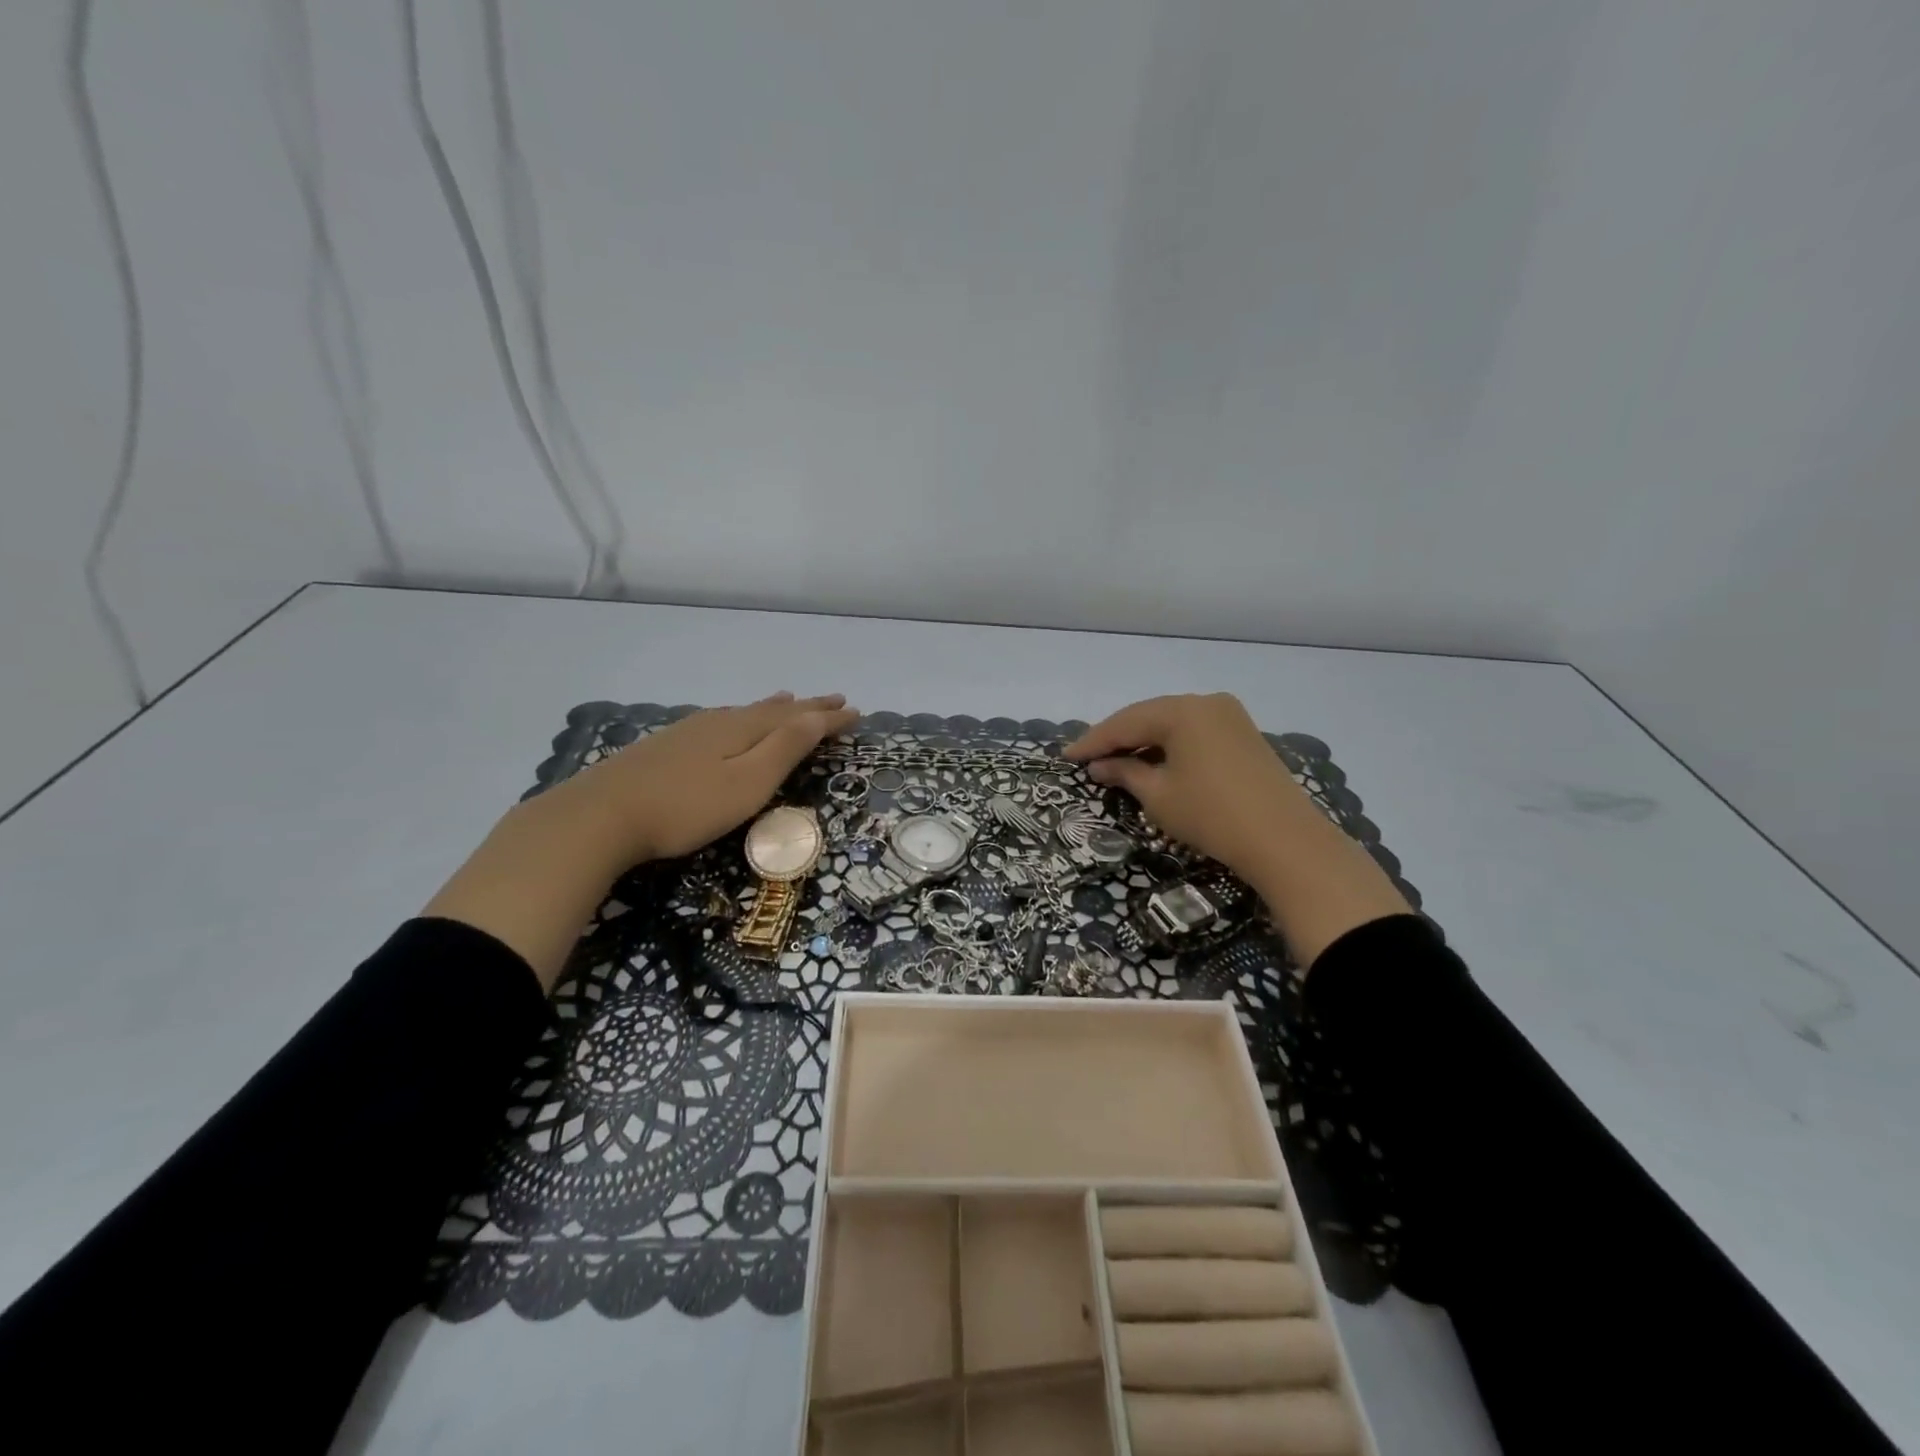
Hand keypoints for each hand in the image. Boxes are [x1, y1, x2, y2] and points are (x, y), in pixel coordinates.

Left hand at [557, 692, 860, 863]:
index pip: (798, 719)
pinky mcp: (668, 746)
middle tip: (835, 698)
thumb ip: (784, 748)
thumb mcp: (747, 782)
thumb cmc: (687, 807)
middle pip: (773, 710)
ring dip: (774, 708)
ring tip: (790, 699)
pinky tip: (730, 721)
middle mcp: (721, 722)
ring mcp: (690, 732)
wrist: (602, 815)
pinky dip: (741, 717)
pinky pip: (721, 720)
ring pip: (744, 712)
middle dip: (807, 707)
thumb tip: (817, 715)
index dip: (828, 716)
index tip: (856, 711)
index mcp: (745, 730)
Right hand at [1065, 693, 1409, 966]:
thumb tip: (1100, 765)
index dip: (1093, 741)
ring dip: (1144, 741)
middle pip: (1149, 716)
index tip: (1066, 756)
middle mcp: (1206, 702)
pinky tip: (1154, 761)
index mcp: (1182, 710)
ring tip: (1115, 761)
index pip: (1125, 722)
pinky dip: (1170, 745)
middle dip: (1117, 738)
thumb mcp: (1159, 795)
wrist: (1285, 841)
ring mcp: (1230, 716)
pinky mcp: (1244, 735)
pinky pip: (1194, 732)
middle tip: (1087, 757)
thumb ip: (1125, 772)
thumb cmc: (1211, 815)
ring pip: (1173, 723)